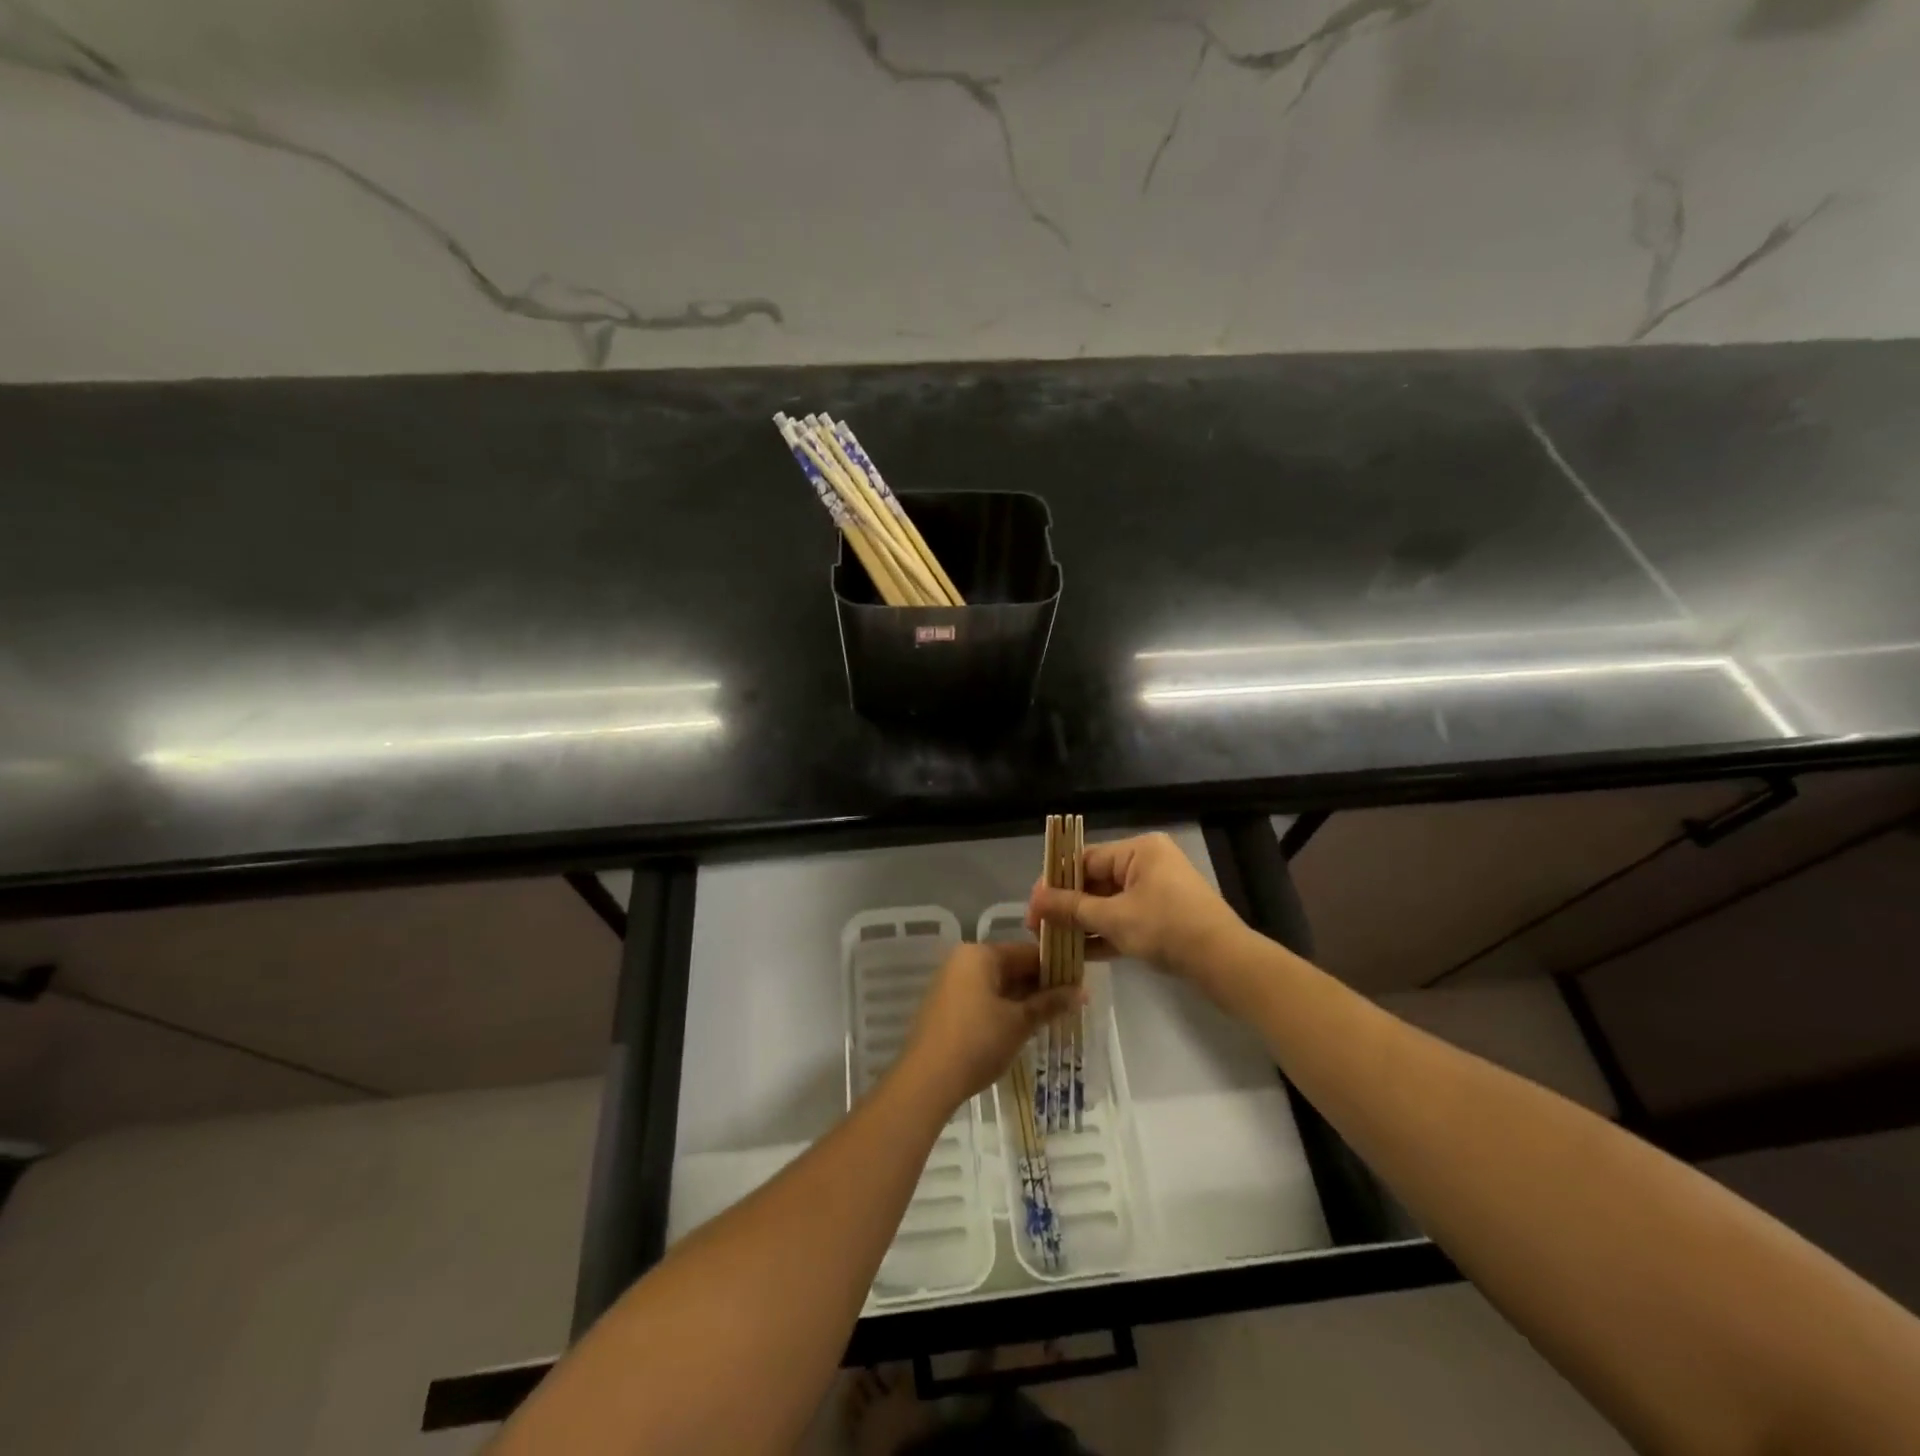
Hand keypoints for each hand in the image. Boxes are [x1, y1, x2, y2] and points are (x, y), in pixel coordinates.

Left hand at [898, 942, 1081, 1111]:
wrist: (927, 1080)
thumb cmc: (977, 1042)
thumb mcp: (1019, 1022)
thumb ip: (1050, 1003)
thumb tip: (1082, 992)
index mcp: (979, 954)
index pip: (1027, 952)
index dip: (1056, 967)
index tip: (1080, 983)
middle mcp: (963, 961)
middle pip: (1011, 966)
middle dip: (1040, 985)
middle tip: (1071, 1002)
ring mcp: (952, 983)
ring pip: (998, 984)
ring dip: (1024, 999)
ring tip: (1053, 1016)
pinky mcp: (947, 1007)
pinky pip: (983, 998)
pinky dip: (1004, 1008)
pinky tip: (1024, 1026)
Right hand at [1025, 832, 1252, 996]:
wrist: (1225, 963)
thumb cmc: (1167, 928)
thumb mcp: (1113, 918)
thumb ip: (1071, 908)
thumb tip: (1034, 901)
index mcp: (1138, 850)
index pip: (1085, 858)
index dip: (1055, 881)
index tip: (1032, 905)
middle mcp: (1147, 864)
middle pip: (1095, 881)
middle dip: (1067, 906)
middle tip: (1039, 928)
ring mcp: (1156, 892)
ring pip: (1108, 904)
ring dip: (1082, 923)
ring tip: (1052, 942)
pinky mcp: (1163, 918)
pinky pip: (1124, 919)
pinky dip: (1104, 934)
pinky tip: (1077, 954)